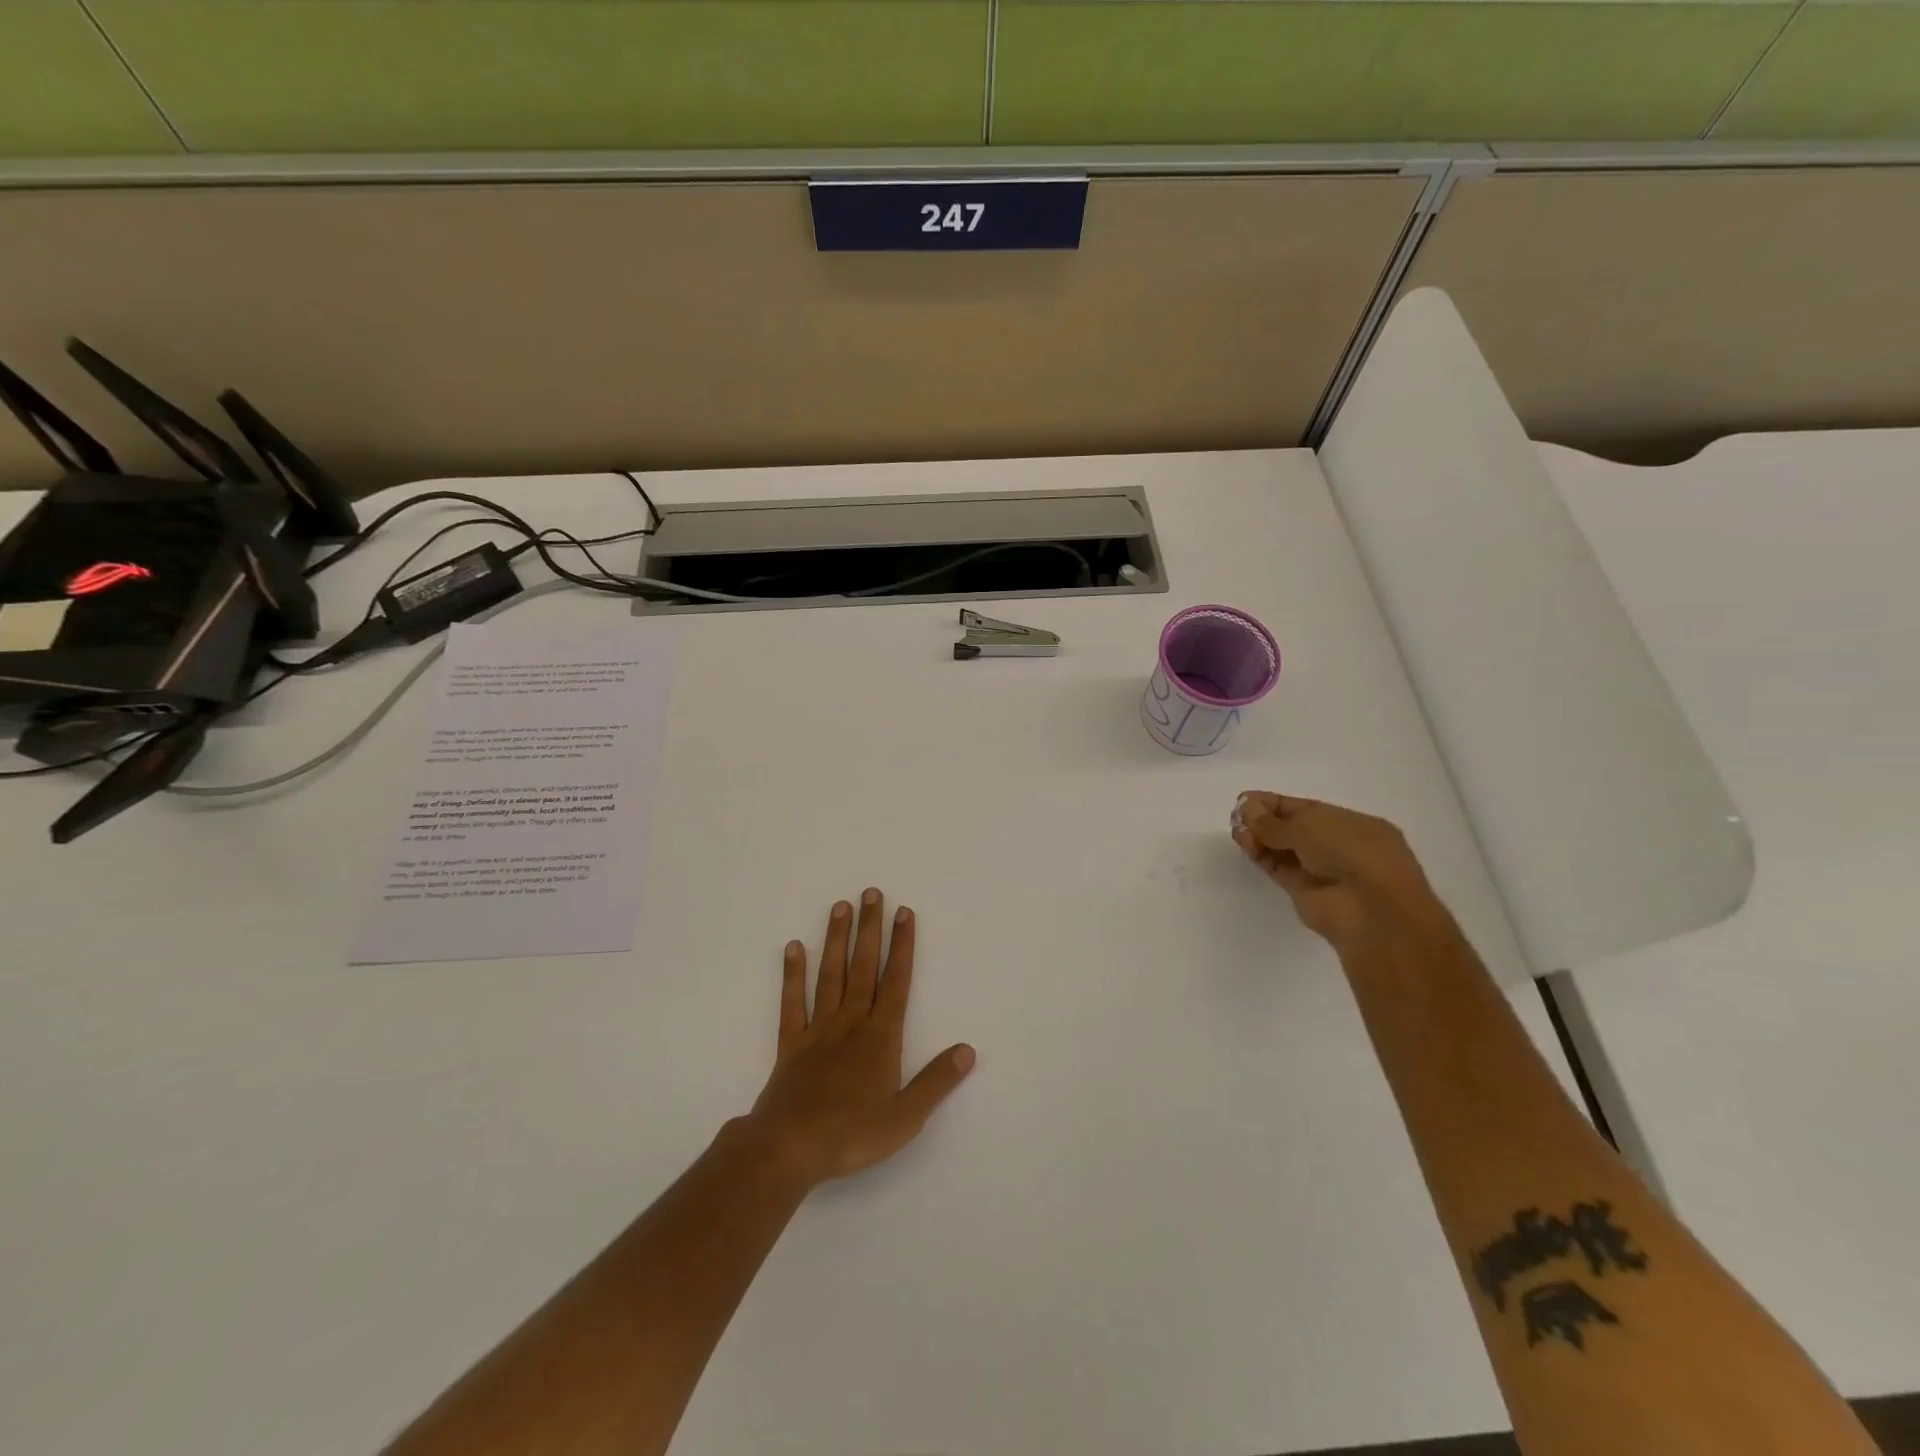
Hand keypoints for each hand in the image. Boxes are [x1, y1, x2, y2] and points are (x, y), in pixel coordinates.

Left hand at [745, 889, 974, 1188]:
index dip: (902, 946)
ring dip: (837, 940)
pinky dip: (793, 974)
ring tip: (840, 907)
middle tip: (872, 892)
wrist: (788, 1149)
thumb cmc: (852, 1135)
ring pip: (830, 975)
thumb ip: (936, 1081)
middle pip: (863, 967)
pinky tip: (794, 947)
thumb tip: (968, 1050)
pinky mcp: (790, 1044)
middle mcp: (850, 1023)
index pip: (897, 981)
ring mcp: (817, 1030)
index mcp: (881, 1037)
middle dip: (870, 929)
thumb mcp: (905, 1117)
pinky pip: (792, 1002)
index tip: (904, 912)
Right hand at [1231, 793, 1450, 952]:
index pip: (1308, 809)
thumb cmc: (1352, 853)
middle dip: (1266, 820)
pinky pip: (1280, 868)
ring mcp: (1323, 871)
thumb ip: (1273, 821)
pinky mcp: (1306, 892)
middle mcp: (1339, 846)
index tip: (1246, 799)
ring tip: (1236, 830)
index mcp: (1354, 825)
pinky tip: (1244, 844)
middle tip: (1236, 815)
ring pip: (1284, 849)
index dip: (1277, 803)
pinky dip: (1262, 856)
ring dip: (1261, 838)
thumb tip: (1246, 809)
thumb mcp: (1310, 826)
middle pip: (1294, 829)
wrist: (1371, 912)